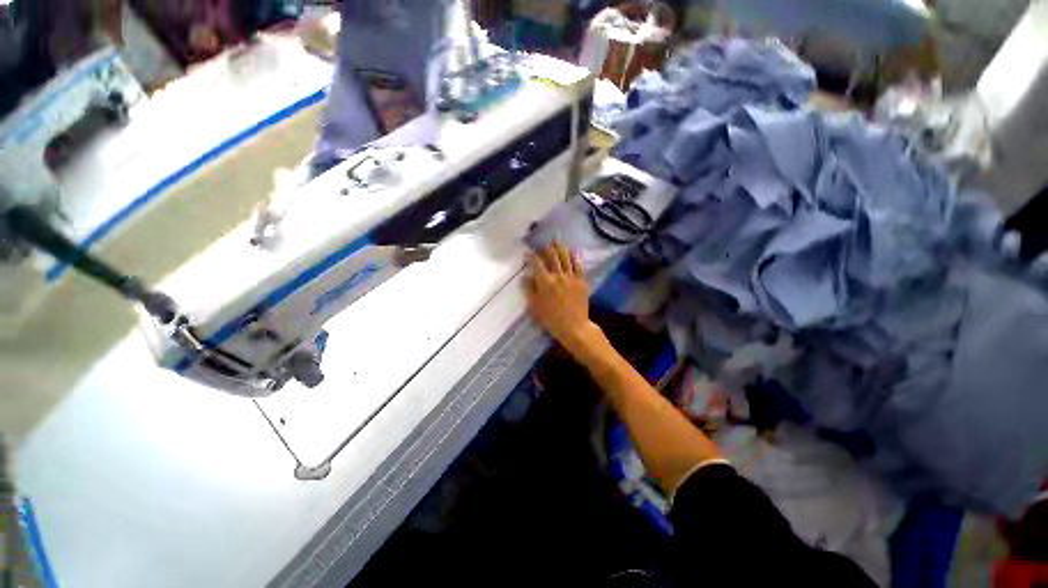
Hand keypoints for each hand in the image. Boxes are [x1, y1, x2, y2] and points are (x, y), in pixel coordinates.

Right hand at [525, 242, 602, 357]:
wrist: (574, 327)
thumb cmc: (551, 319)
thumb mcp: (535, 307)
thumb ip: (529, 290)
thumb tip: (524, 276)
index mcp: (545, 282)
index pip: (536, 264)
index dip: (531, 256)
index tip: (527, 253)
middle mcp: (558, 276)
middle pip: (552, 256)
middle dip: (546, 248)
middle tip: (543, 244)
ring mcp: (572, 277)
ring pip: (566, 257)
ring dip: (560, 247)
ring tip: (556, 241)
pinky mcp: (582, 281)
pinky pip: (579, 266)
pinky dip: (575, 257)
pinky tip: (572, 251)